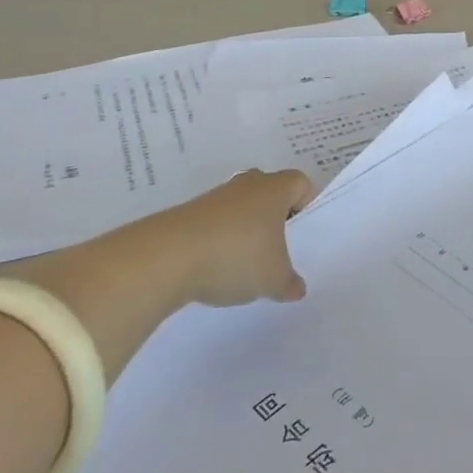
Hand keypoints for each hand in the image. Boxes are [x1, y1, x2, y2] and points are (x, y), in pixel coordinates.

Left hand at [23, 168, 313, 381]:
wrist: (166, 258)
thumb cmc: (236, 256)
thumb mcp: (273, 278)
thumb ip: (289, 283)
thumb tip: (297, 288)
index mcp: (275, 189)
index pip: (301, 184)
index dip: (306, 205)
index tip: (302, 234)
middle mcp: (247, 185)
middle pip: (270, 193)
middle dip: (275, 218)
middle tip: (277, 248)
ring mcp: (214, 198)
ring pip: (240, 209)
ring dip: (244, 231)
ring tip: (244, 266)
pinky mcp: (187, 216)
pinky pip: (214, 224)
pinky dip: (219, 242)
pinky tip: (216, 270)